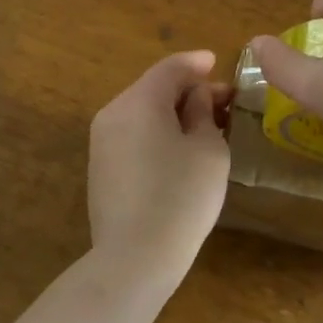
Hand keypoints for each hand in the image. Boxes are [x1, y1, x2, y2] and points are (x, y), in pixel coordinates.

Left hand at [87, 50, 231, 291]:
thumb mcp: (208, 149)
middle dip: (188, 91)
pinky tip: (179, 150)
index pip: (170, 68)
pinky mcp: (100, 169)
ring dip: (173, 113)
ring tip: (205, 126)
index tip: (217, 63)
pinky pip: (133, 136)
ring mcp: (101, 143)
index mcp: (139, 101)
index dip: (196, 63)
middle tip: (222, 102)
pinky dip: (157, 132)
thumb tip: (196, 97)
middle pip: (154, 89)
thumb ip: (203, 112)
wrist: (134, 259)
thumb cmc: (181, 196)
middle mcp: (113, 113)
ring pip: (142, 113)